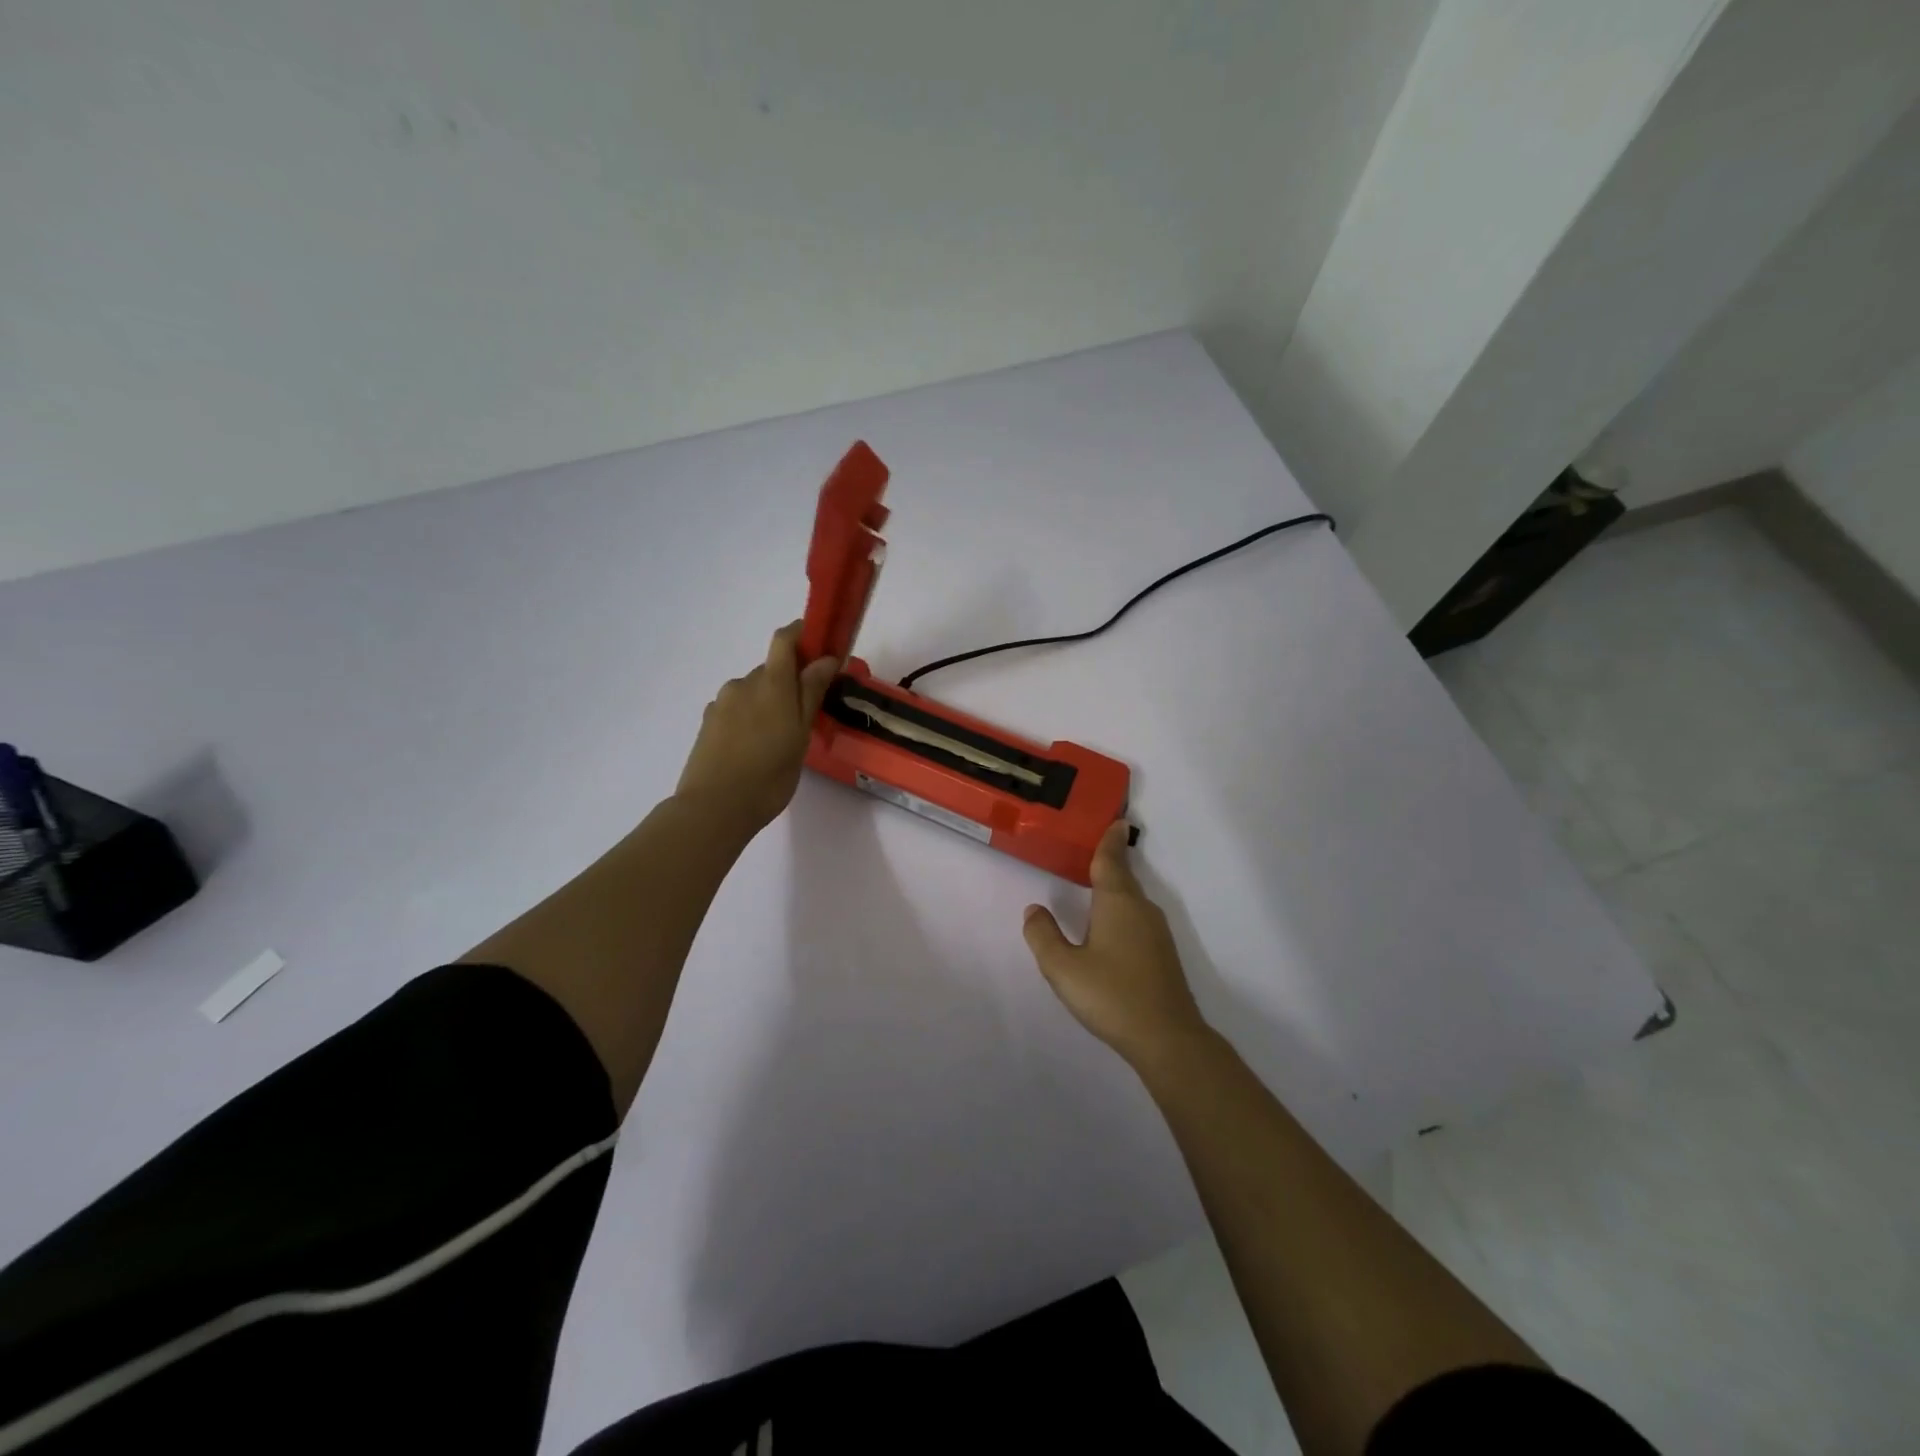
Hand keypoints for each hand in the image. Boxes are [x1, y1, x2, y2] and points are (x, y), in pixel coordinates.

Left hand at [675, 621, 839, 835]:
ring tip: (779, 740)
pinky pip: (737, 709)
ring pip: (753, 692)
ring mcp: (721, 703)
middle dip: (790, 683)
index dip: (803, 634)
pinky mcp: (708, 723)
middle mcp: (743, 684)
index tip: (822, 647)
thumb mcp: (800, 735)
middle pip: (771, 669)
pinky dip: (751, 719)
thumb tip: (825, 658)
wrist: (713, 808)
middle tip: (807, 715)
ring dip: (769, 703)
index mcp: (770, 683)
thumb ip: (810, 693)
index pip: (784, 639)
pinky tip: (755, 749)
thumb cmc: (769, 775)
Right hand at [1022, 822, 1209, 1068]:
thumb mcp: (1063, 968)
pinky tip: (1109, 926)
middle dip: (1110, 861)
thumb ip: (1044, 936)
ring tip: (1095, 883)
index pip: (1110, 861)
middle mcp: (1141, 909)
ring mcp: (1156, 932)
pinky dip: (1122, 910)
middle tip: (1094, 847)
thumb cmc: (1112, 996)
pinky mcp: (1162, 954)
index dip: (1109, 840)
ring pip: (1131, 899)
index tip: (1115, 820)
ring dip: (1115, 887)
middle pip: (1123, 877)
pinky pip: (1137, 918)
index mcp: (1117, 902)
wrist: (1168, 1038)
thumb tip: (1034, 909)